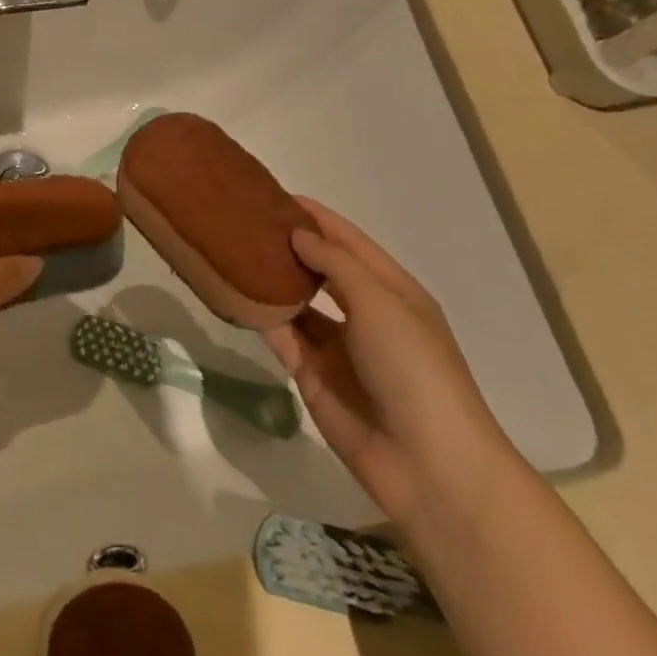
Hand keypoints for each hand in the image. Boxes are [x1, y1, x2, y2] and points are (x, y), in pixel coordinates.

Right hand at [259, 198, 516, 521]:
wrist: (425, 461)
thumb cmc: (413, 368)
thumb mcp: (380, 302)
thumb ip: (336, 263)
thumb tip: (298, 234)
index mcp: (393, 291)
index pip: (350, 242)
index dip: (318, 217)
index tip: (276, 194)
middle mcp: (364, 314)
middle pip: (321, 269)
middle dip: (290, 246)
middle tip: (245, 220)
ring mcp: (337, 347)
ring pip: (297, 301)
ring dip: (272, 279)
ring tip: (231, 249)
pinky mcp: (311, 374)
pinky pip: (281, 335)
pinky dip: (261, 315)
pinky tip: (233, 292)